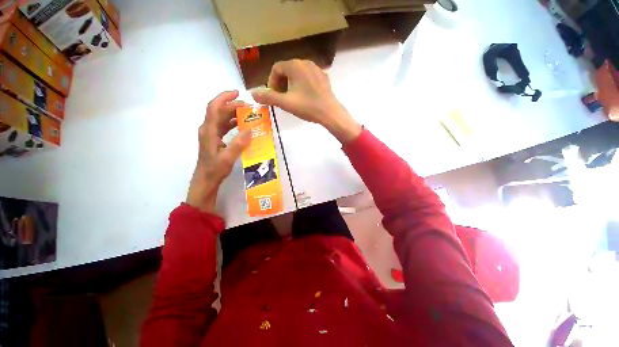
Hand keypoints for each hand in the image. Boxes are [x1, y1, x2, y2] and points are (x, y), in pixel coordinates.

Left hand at [186, 90, 251, 213]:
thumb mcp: (228, 158)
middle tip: (249, 108)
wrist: (206, 180)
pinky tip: (242, 126)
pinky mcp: (214, 139)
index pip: (214, 108)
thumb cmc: (215, 169)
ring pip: (221, 118)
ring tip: (247, 115)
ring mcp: (210, 134)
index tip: (237, 93)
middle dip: (233, 106)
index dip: (224, 98)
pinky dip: (232, 123)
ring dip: (233, 114)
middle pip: (219, 111)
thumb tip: (249, 130)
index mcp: (208, 131)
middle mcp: (207, 129)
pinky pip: (223, 126)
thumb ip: (238, 144)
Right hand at [252, 59, 361, 143]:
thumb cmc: (307, 106)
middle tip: (282, 98)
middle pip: (287, 70)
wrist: (330, 113)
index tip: (274, 95)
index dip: (272, 82)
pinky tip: (305, 97)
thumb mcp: (285, 102)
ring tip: (293, 98)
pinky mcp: (324, 77)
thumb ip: (268, 97)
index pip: (276, 68)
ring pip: (298, 74)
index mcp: (295, 66)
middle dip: (281, 83)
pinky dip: (303, 85)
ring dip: (292, 84)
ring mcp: (317, 69)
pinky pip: (308, 78)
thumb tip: (252, 93)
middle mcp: (306, 62)